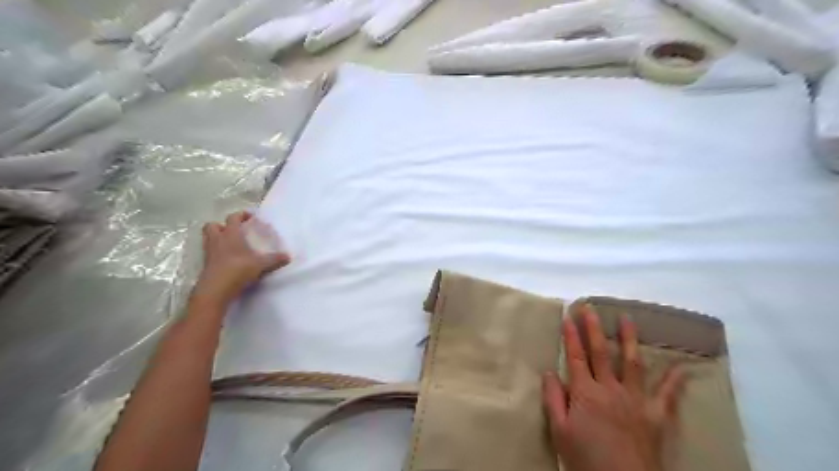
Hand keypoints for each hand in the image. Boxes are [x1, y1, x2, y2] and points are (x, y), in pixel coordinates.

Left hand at [193, 212, 291, 305]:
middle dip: (222, 225)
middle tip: (234, 231)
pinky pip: (209, 252)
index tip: (251, 217)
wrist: (216, 289)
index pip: (233, 218)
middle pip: (212, 225)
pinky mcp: (206, 265)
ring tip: (230, 244)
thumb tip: (288, 256)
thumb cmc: (238, 270)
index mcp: (231, 235)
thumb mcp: (261, 264)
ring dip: (217, 237)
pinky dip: (216, 252)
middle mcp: (217, 240)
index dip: (241, 215)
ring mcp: (209, 252)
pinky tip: (227, 259)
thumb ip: (274, 259)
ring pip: (208, 238)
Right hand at [545, 307, 688, 470]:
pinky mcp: (656, 415)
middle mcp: (610, 388)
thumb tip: (550, 372)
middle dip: (593, 328)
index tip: (568, 316)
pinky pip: (668, 394)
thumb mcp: (559, 431)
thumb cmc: (586, 459)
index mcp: (585, 392)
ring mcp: (636, 399)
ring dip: (629, 339)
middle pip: (601, 352)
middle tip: (590, 307)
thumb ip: (553, 399)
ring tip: (628, 319)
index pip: (576, 357)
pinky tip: (683, 366)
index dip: (571, 336)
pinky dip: (676, 380)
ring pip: (632, 362)